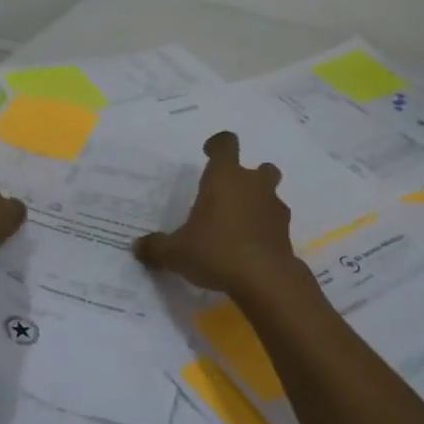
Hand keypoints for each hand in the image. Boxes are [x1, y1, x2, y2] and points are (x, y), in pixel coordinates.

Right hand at [133, 131, 298, 295]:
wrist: (264, 279)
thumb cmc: (215, 251)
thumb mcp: (176, 253)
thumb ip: (156, 247)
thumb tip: (137, 247)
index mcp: (225, 177)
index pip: (226, 144)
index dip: (217, 145)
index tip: (208, 154)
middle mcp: (253, 185)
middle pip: (260, 168)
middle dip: (248, 178)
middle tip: (229, 197)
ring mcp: (274, 207)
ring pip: (270, 195)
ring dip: (258, 204)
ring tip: (238, 227)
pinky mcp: (286, 233)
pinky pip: (275, 223)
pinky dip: (265, 230)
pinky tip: (250, 249)